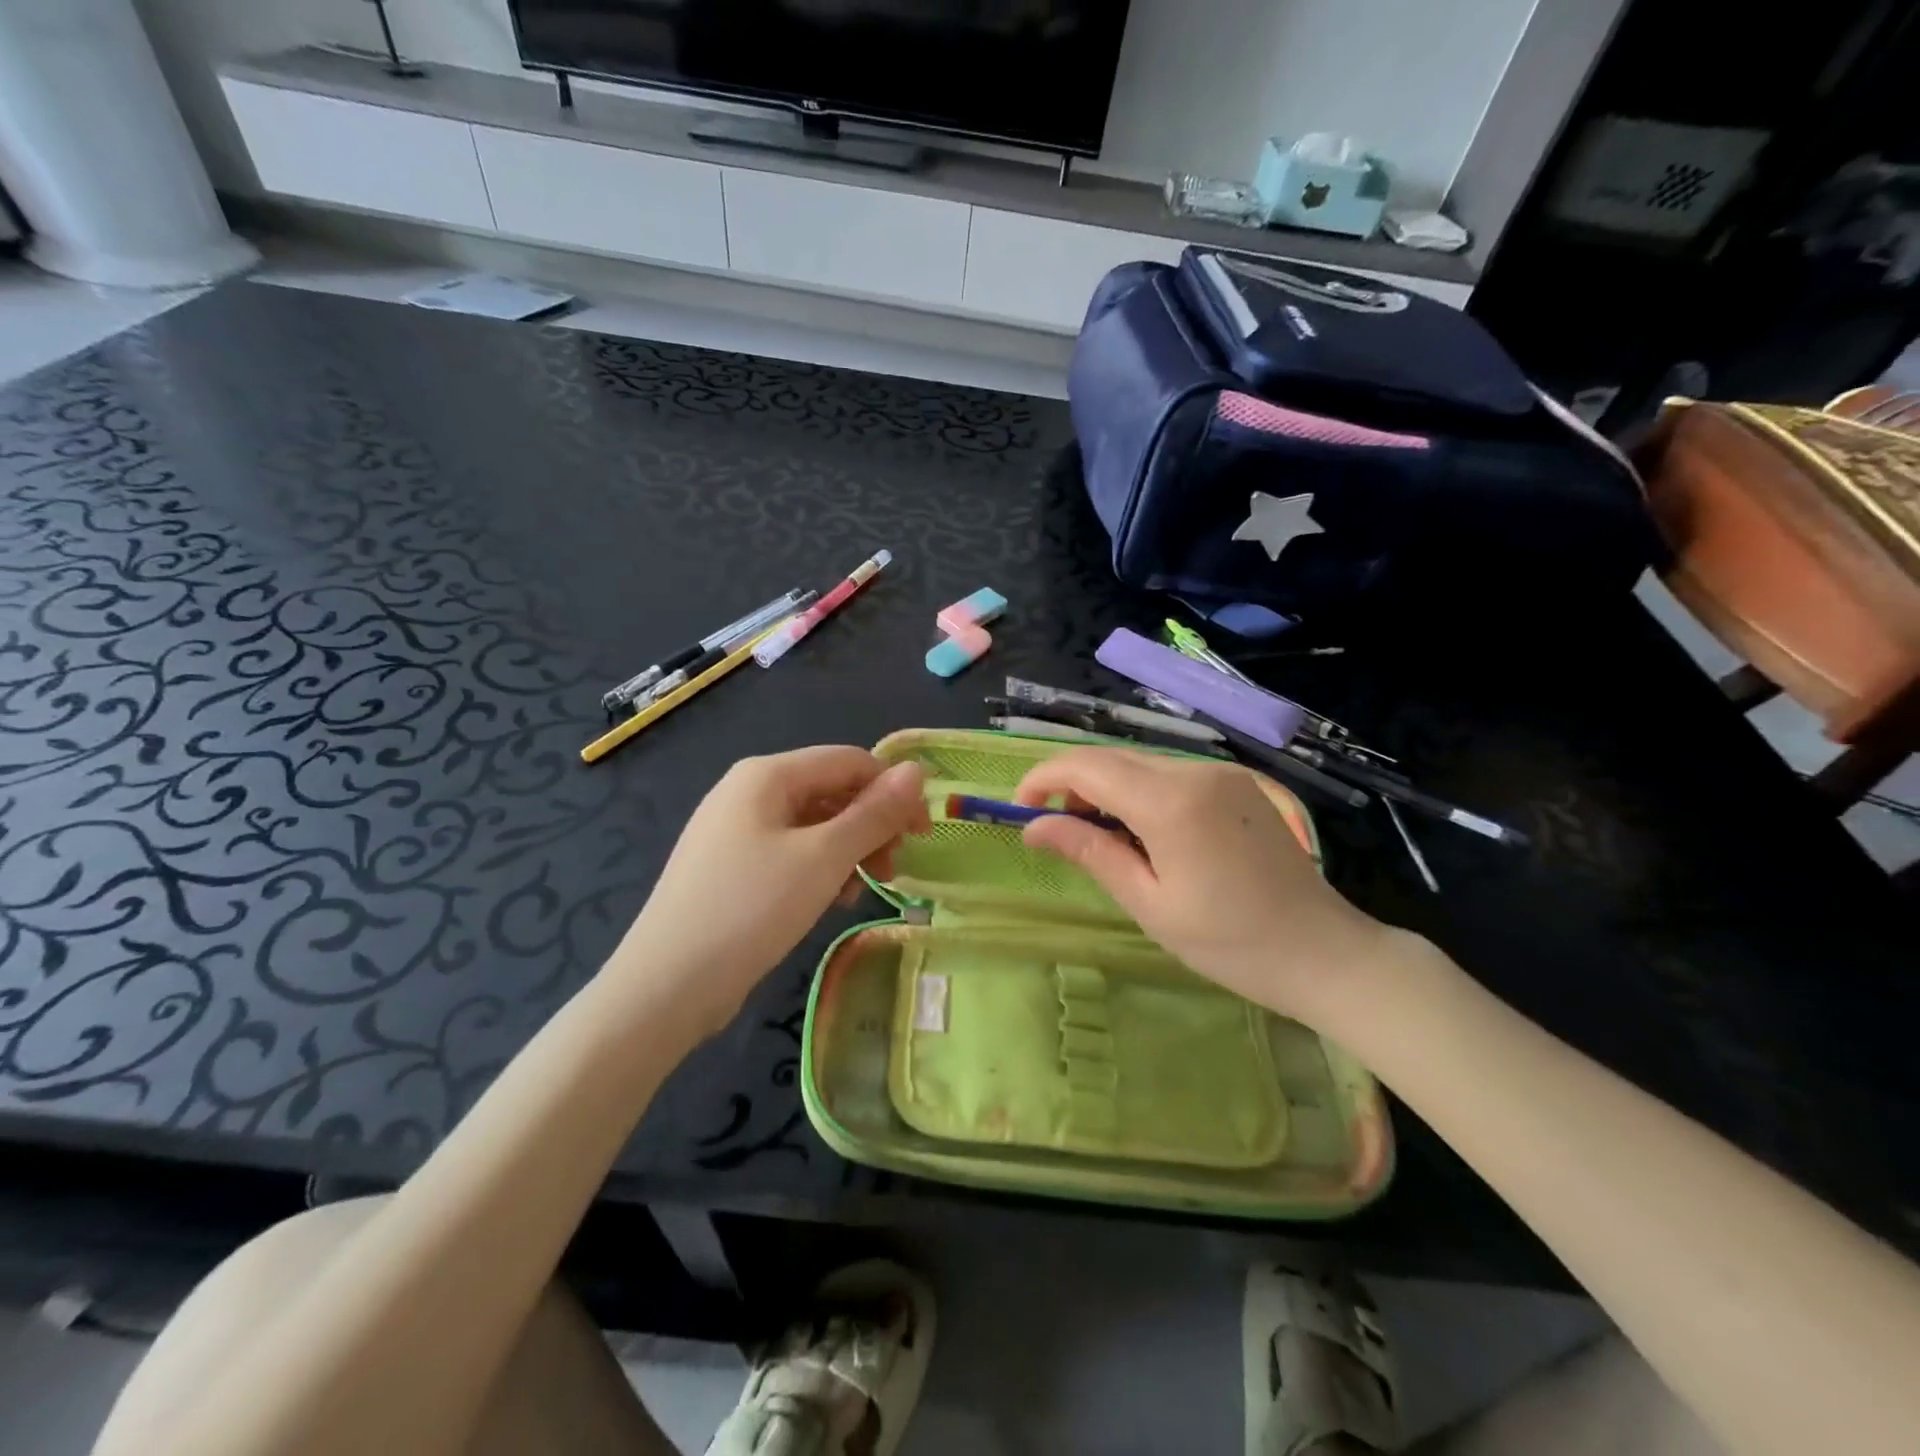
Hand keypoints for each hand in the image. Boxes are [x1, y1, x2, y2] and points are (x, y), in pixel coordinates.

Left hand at [610, 746, 929, 1038]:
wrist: (666, 987)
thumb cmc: (751, 909)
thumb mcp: (824, 858)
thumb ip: (874, 812)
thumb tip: (917, 771)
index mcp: (767, 774)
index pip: (849, 761)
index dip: (892, 791)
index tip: (922, 836)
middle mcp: (748, 791)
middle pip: (831, 791)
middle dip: (870, 826)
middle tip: (892, 870)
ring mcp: (734, 829)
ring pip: (813, 825)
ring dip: (848, 851)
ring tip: (860, 891)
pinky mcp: (730, 866)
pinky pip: (789, 852)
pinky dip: (818, 869)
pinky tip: (827, 902)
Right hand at [1013, 747, 1402, 1025]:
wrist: (1323, 951)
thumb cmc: (1229, 942)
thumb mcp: (1149, 903)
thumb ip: (1089, 852)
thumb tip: (1034, 827)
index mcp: (1171, 802)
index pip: (1088, 766)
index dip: (1044, 778)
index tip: (1020, 807)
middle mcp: (1195, 771)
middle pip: (1113, 759)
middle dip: (1074, 785)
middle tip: (1059, 831)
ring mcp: (1220, 773)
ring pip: (1140, 765)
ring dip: (1107, 790)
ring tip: (1103, 840)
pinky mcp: (1236, 784)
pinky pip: (1170, 775)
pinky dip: (1141, 794)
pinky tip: (1145, 834)